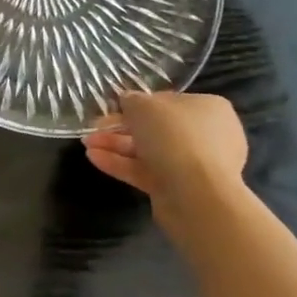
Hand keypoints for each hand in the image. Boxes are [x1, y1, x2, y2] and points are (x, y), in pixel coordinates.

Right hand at [84, 92, 249, 219]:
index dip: (139, 103)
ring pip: (149, 151)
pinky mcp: (179, 189)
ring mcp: (194, 165)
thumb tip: (127, 101)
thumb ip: (131, 100)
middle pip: (157, 128)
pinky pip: (147, 172)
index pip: (169, 101)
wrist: (197, 196)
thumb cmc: (175, 136)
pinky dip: (122, 165)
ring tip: (86, 144)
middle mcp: (206, 136)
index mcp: (209, 109)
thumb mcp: (144, 106)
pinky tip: (94, 159)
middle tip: (95, 126)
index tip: (115, 106)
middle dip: (121, 127)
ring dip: (116, 145)